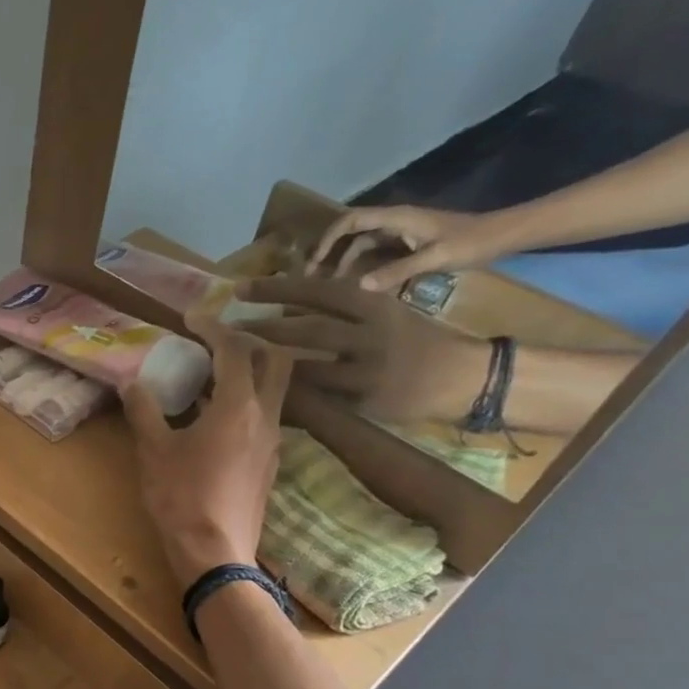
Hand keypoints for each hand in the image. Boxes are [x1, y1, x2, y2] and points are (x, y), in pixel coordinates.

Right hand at [123, 311, 291, 589]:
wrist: (214, 552)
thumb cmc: (181, 497)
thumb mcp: (153, 451)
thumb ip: (144, 411)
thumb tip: (131, 382)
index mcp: (238, 405)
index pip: (234, 349)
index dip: (213, 327)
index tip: (191, 317)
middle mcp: (266, 416)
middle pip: (275, 360)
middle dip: (249, 342)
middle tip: (216, 343)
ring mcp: (273, 441)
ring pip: (275, 389)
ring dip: (250, 373)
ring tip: (212, 379)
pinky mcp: (269, 464)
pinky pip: (266, 417)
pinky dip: (247, 402)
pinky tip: (217, 419)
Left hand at [237, 276, 489, 424]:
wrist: (461, 377)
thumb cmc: (414, 342)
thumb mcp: (383, 314)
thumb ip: (344, 309)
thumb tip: (287, 305)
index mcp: (374, 304)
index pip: (319, 291)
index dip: (277, 289)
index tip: (240, 288)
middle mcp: (370, 333)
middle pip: (309, 327)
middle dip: (264, 326)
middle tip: (227, 326)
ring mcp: (368, 369)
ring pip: (309, 366)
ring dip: (271, 364)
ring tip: (238, 360)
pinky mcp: (366, 401)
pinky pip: (320, 400)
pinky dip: (290, 397)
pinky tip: (261, 395)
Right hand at [309, 205, 522, 292]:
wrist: (502, 236)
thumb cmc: (471, 242)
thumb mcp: (435, 258)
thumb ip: (397, 271)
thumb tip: (359, 286)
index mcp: (397, 218)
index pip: (352, 221)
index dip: (328, 239)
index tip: (314, 261)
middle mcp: (394, 221)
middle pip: (350, 230)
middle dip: (328, 250)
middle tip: (311, 274)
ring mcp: (400, 232)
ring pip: (360, 243)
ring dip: (342, 259)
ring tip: (328, 283)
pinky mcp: (407, 244)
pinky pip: (374, 252)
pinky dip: (359, 264)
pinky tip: (355, 281)